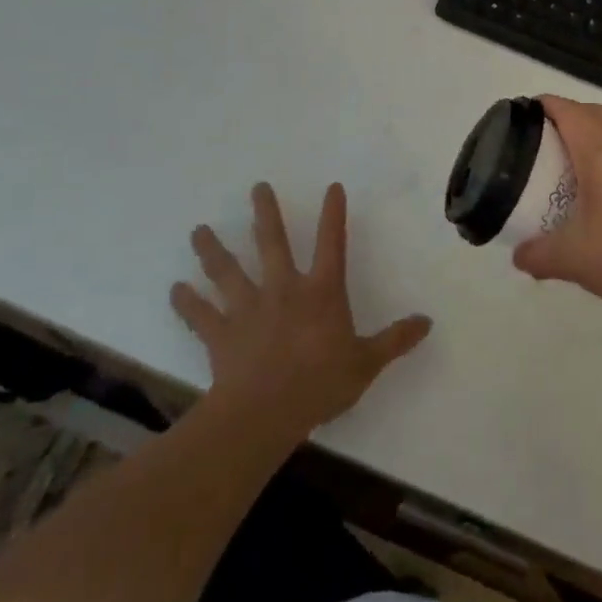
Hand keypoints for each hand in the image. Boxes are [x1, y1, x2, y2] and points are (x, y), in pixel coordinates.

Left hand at [172, 183, 430, 446]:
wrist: (263, 414)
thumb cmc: (319, 384)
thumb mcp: (366, 363)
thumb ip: (395, 340)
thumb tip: (427, 322)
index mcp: (321, 291)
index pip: (331, 243)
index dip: (333, 214)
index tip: (332, 187)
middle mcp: (283, 290)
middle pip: (272, 243)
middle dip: (265, 214)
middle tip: (257, 188)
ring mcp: (248, 310)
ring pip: (228, 272)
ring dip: (212, 250)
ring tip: (198, 230)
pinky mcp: (221, 335)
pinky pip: (200, 316)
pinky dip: (186, 303)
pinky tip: (174, 290)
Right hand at [513, 97, 601, 317]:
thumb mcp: (573, 258)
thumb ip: (539, 254)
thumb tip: (519, 256)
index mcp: (599, 150)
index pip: (567, 110)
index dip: (543, 106)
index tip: (521, 116)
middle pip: (593, 113)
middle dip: (566, 116)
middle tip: (540, 140)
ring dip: (593, 134)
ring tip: (571, 162)